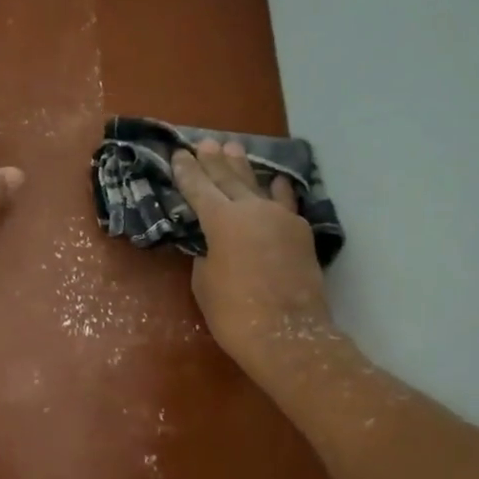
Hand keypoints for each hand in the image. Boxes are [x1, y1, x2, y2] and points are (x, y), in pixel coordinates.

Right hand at [172, 140, 342, 375]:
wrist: (287, 336)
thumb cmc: (234, 313)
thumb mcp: (205, 282)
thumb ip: (207, 254)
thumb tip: (214, 243)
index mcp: (222, 221)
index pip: (199, 189)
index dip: (186, 172)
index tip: (178, 154)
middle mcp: (253, 210)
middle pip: (229, 179)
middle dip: (214, 161)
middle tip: (205, 142)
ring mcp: (281, 219)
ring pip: (258, 186)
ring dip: (244, 168)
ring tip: (235, 149)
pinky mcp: (300, 234)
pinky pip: (285, 204)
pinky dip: (278, 192)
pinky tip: (276, 181)